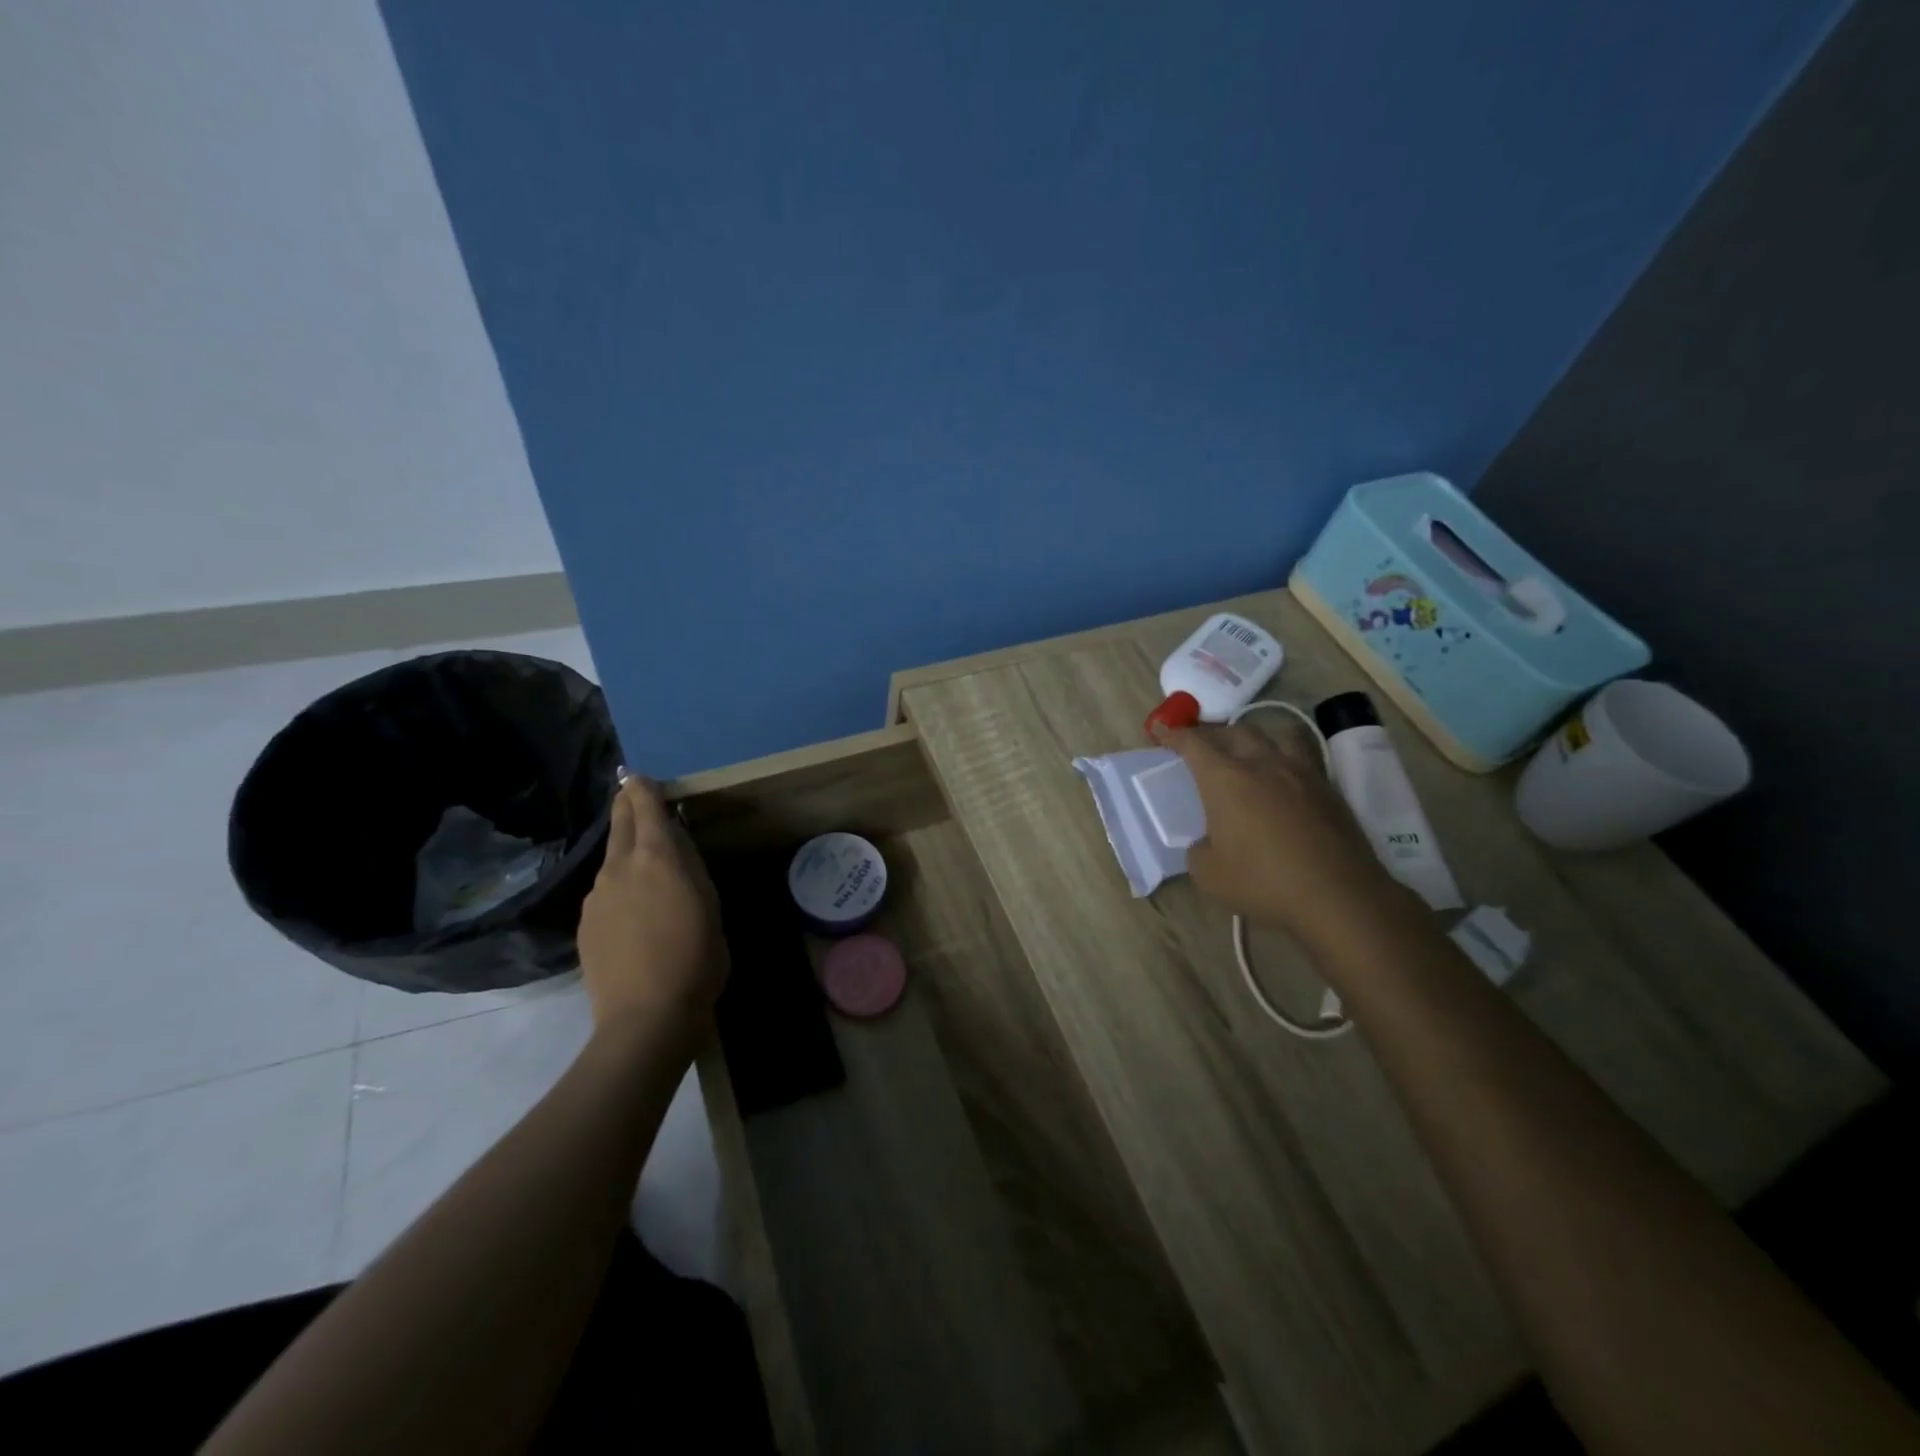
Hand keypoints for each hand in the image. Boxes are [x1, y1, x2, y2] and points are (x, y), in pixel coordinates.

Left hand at [577, 777, 727, 1033]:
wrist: (646, 1017)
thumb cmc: (696, 957)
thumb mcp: (709, 905)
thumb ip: (691, 867)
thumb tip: (676, 841)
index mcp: (658, 857)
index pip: (644, 806)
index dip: (642, 788)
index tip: (641, 777)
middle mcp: (620, 868)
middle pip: (619, 824)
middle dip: (626, 806)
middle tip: (633, 797)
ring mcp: (597, 897)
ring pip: (611, 861)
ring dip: (625, 853)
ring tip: (644, 868)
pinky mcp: (586, 925)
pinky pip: (604, 893)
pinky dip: (618, 888)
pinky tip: (633, 913)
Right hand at [1156, 721, 1407, 944]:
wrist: (1338, 896)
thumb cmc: (1263, 882)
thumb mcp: (1208, 874)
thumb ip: (1199, 849)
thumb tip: (1208, 842)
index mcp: (1225, 779)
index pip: (1194, 744)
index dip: (1173, 734)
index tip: (1159, 730)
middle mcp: (1262, 764)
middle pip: (1234, 732)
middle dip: (1211, 733)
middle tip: (1199, 743)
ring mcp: (1300, 772)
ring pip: (1274, 735)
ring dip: (1253, 737)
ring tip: (1246, 750)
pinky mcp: (1329, 788)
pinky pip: (1300, 757)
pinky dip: (1283, 758)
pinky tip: (1281, 778)